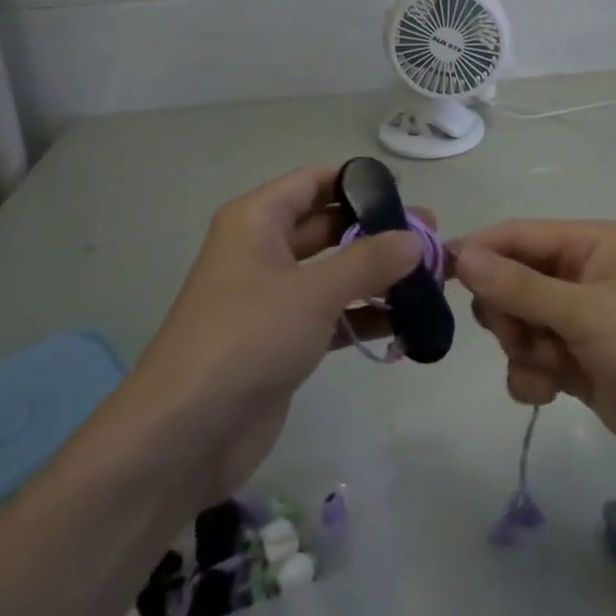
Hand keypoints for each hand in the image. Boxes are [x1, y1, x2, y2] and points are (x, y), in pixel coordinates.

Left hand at [124, 167, 428, 502]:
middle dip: (376, 232)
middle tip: (430, 239)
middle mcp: (262, 250)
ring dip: (376, 277)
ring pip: (332, 273)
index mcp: (257, 220)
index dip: (358, 182)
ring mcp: (271, 298)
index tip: (405, 191)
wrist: (185, 434)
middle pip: (327, 227)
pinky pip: (329, 315)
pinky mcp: (280, 340)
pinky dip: (362, 317)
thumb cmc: (247, 338)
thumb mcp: (313, 292)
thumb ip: (368, 261)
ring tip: (430, 281)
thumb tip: (415, 239)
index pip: (313, 182)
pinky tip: (405, 326)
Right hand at [452, 220, 615, 485]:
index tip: (438, 276)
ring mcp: (578, 321)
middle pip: (510, 281)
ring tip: (545, 368)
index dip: (477, 252)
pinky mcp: (578, 363)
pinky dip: (531, 375)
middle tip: (517, 336)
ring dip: (520, 349)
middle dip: (505, 312)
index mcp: (588, 244)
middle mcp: (579, 275)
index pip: (516, 236)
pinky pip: (532, 359)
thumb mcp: (585, 311)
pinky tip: (548, 394)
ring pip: (517, 324)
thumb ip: (519, 287)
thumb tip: (460, 254)